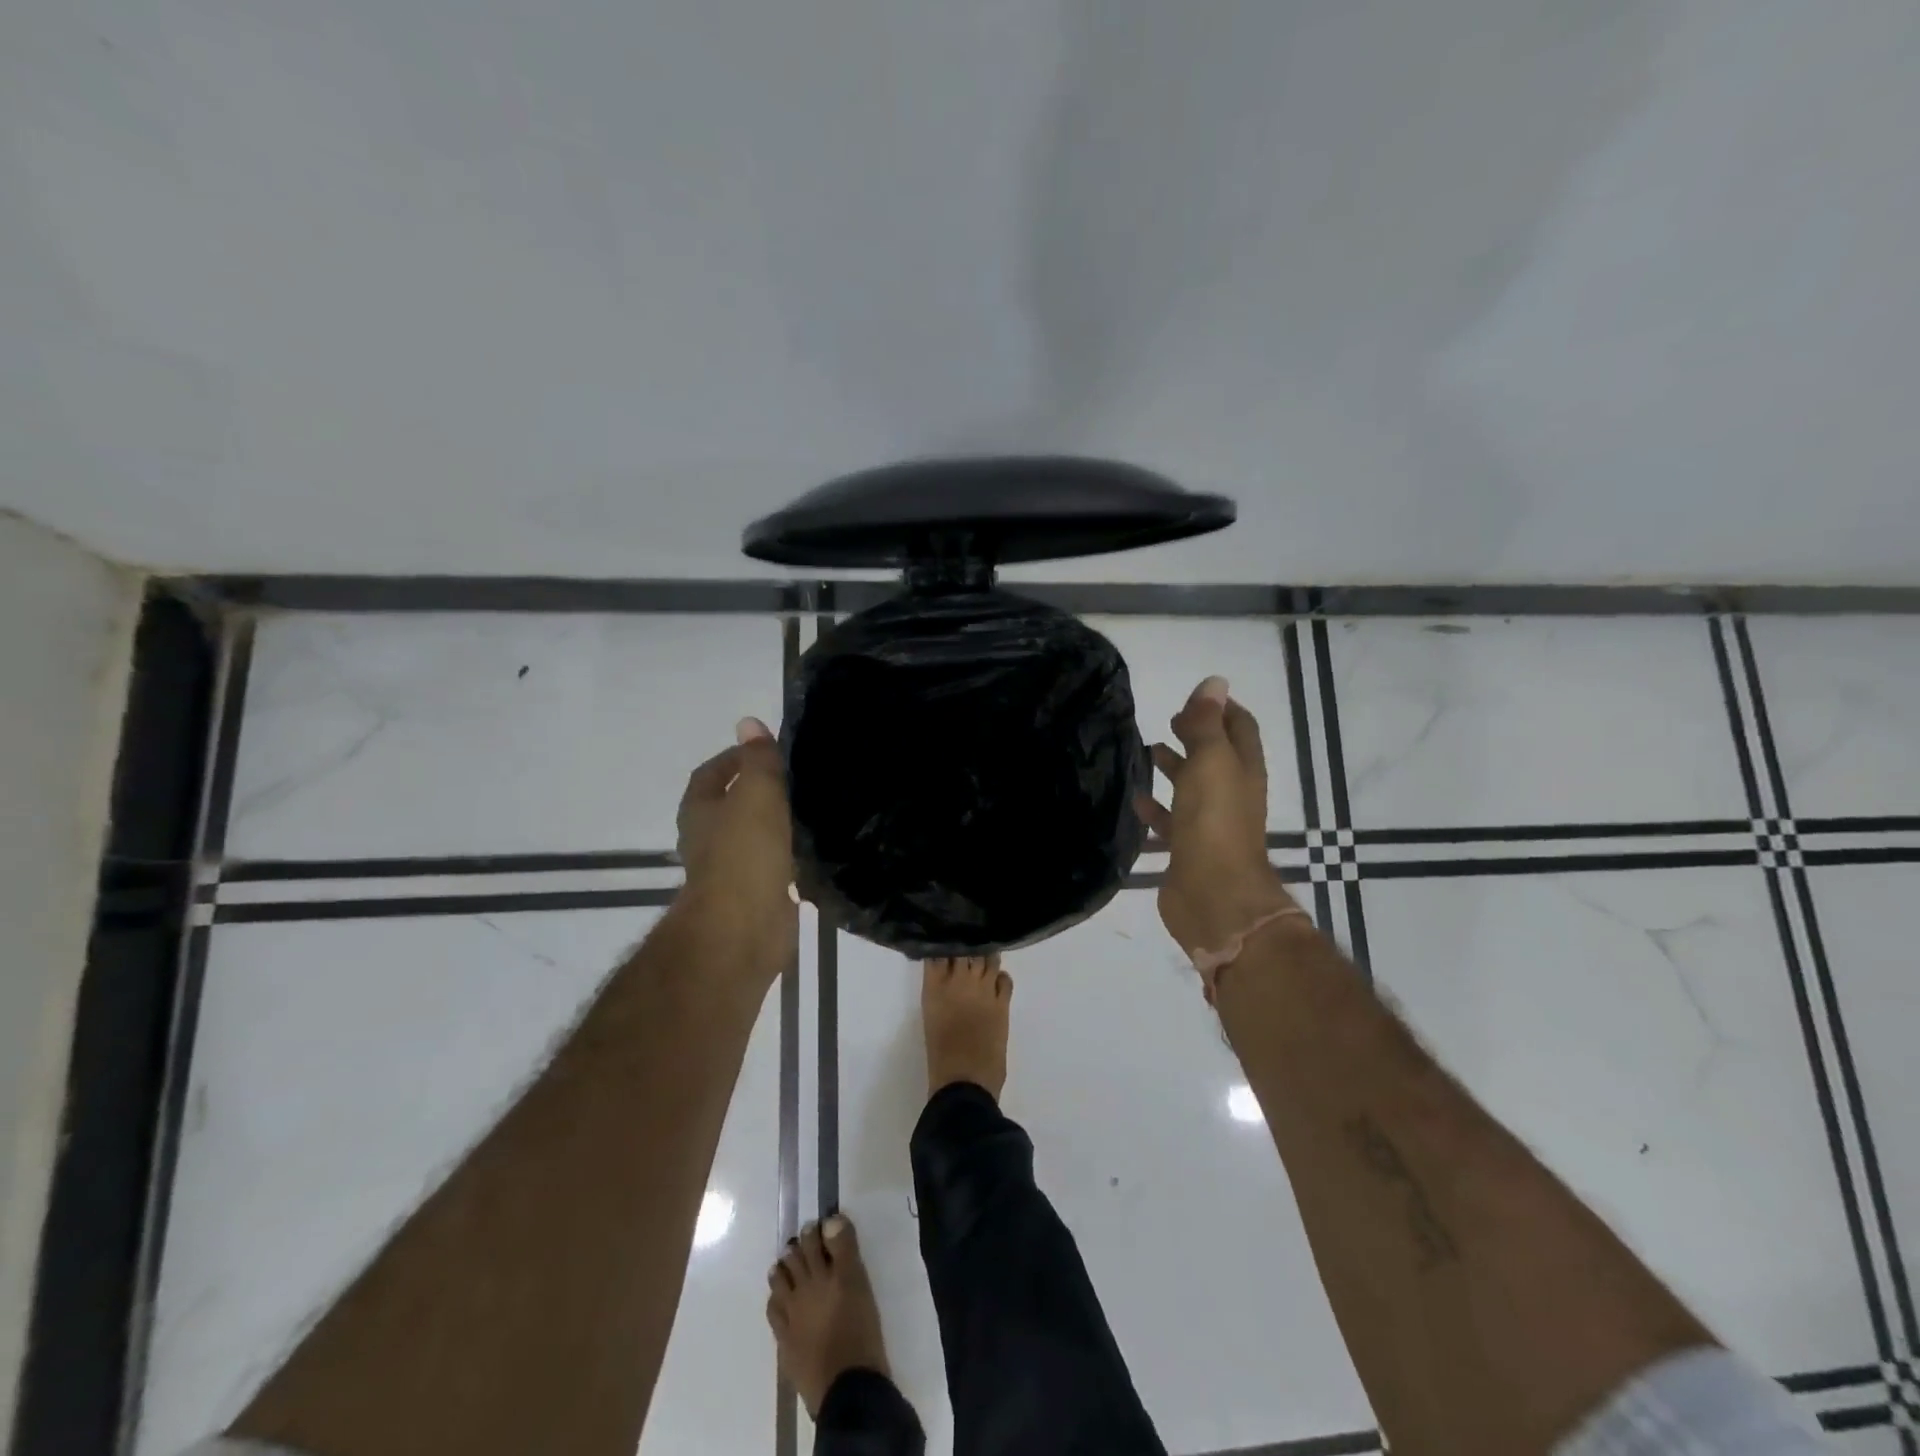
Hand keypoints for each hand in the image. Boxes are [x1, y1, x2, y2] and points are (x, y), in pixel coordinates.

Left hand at [674, 717, 797, 976]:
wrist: (744, 927)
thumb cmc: (745, 852)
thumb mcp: (756, 793)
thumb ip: (758, 759)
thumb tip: (748, 722)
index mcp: (699, 811)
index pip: (712, 773)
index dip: (736, 758)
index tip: (769, 751)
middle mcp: (708, 839)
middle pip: (732, 806)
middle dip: (760, 791)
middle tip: (798, 778)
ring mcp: (730, 870)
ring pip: (755, 836)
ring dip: (777, 824)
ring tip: (812, 808)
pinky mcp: (755, 895)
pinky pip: (773, 865)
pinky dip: (790, 855)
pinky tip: (816, 848)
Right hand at [1136, 677, 1297, 966]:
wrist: (1214, 895)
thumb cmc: (1214, 822)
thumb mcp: (1211, 762)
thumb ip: (1208, 724)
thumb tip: (1214, 683)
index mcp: (1243, 770)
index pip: (1240, 728)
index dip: (1222, 709)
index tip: (1196, 697)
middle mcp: (1231, 795)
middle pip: (1216, 757)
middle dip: (1195, 736)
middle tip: (1169, 721)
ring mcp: (1210, 824)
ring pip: (1192, 788)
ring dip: (1175, 769)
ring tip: (1147, 752)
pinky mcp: (1188, 849)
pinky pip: (1172, 821)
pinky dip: (1157, 808)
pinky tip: (1137, 800)